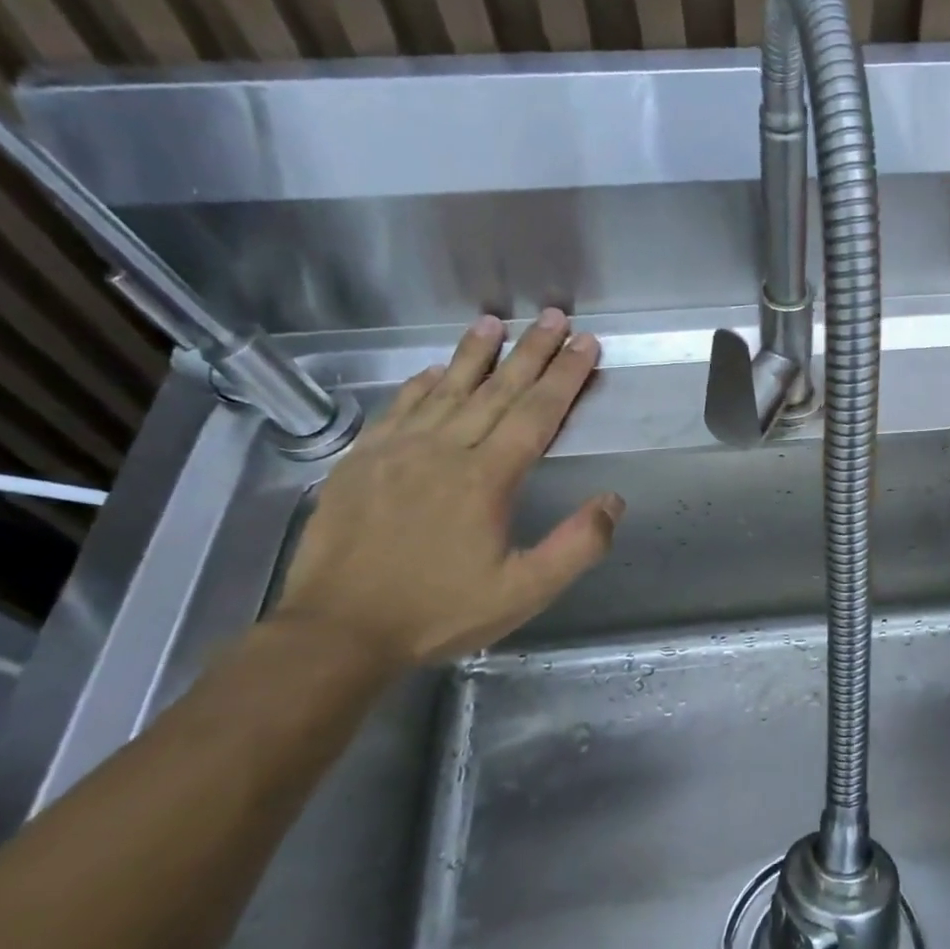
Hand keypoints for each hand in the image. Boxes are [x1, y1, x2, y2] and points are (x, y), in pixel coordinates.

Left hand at [273, 310, 622, 665]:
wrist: (337, 630)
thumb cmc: (438, 612)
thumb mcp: (524, 592)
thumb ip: (577, 546)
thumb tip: (612, 501)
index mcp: (486, 478)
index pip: (537, 414)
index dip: (566, 376)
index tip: (586, 344)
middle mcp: (444, 451)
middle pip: (497, 390)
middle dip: (531, 352)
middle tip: (554, 318)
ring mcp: (396, 452)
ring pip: (445, 390)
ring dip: (474, 354)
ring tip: (494, 322)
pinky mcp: (360, 462)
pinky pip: (398, 409)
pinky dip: (420, 385)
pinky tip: (434, 371)